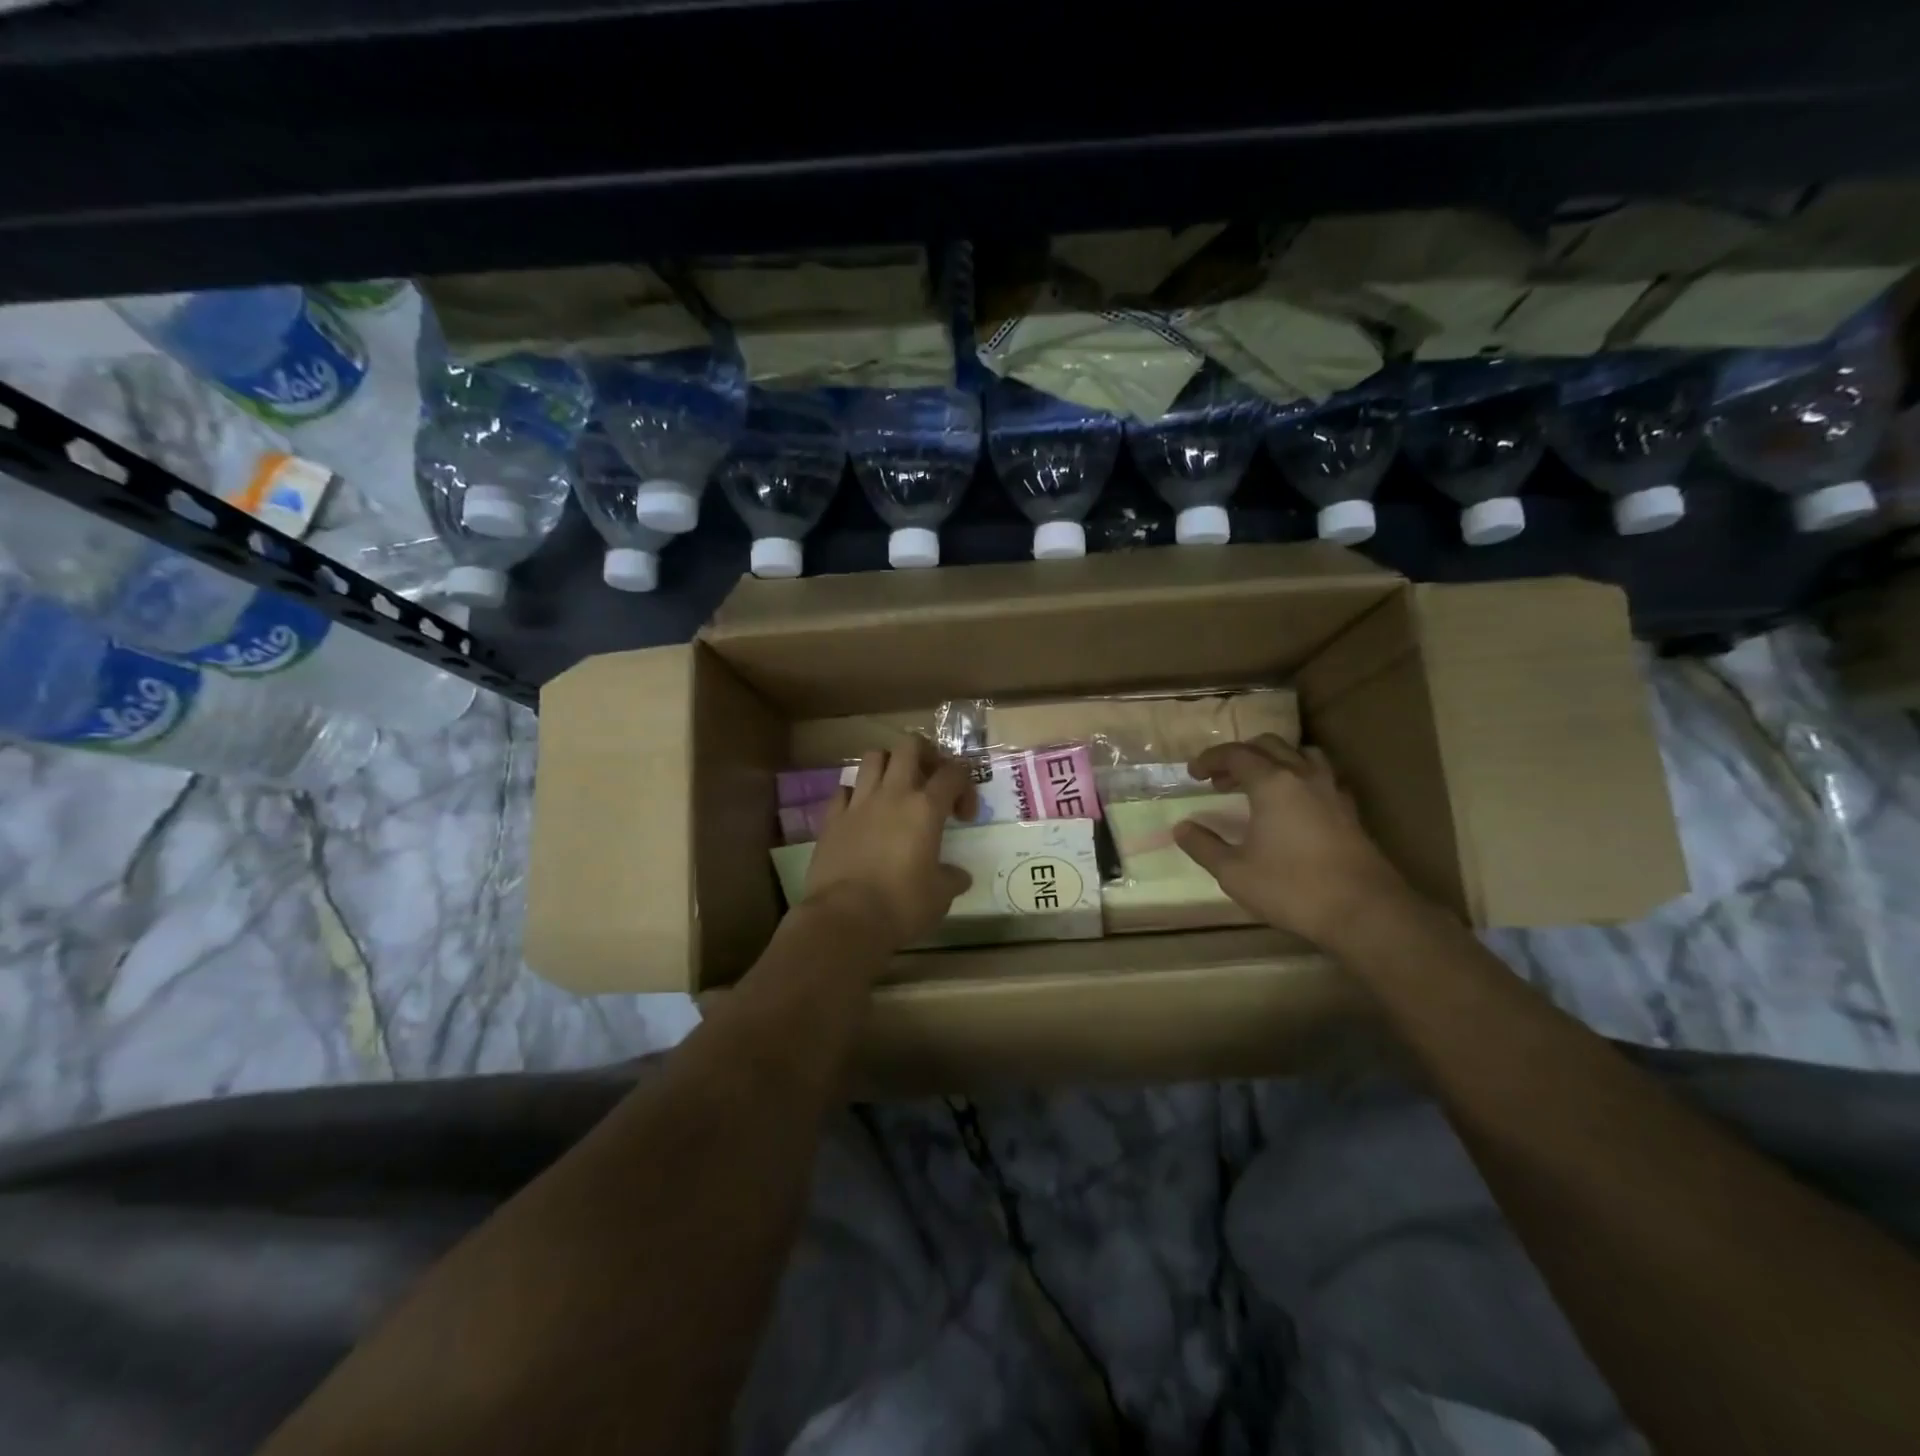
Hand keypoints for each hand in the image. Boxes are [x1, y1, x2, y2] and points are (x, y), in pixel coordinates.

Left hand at [801, 743, 977, 951]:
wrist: (845, 919)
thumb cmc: (901, 906)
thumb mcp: (940, 896)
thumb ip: (951, 878)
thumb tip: (958, 876)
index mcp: (925, 808)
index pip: (954, 772)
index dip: (965, 786)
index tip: (963, 816)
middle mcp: (892, 794)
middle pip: (909, 746)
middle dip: (925, 755)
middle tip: (930, 780)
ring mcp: (858, 803)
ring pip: (873, 757)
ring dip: (888, 764)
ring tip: (895, 787)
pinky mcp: (831, 819)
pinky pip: (843, 790)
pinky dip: (855, 794)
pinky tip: (861, 813)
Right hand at [1174, 735, 1417, 945]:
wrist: (1364, 912)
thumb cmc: (1292, 888)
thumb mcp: (1234, 872)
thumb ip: (1204, 846)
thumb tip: (1182, 828)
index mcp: (1272, 783)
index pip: (1236, 754)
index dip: (1210, 759)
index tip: (1193, 774)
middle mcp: (1303, 776)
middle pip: (1269, 745)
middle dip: (1240, 756)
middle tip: (1219, 779)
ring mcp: (1332, 791)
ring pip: (1301, 754)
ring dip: (1274, 760)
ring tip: (1258, 782)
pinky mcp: (1349, 811)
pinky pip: (1321, 776)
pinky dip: (1299, 777)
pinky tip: (1293, 804)